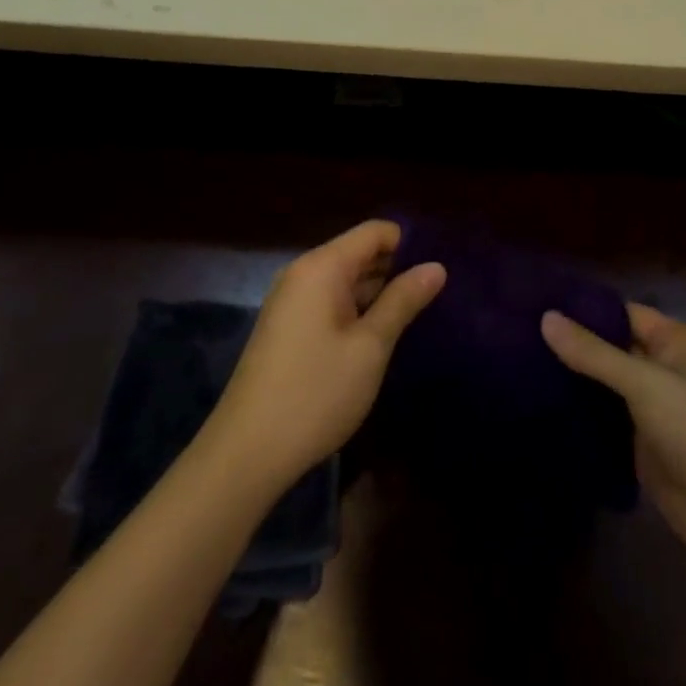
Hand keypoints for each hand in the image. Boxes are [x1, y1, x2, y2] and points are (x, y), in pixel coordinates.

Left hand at [209, 220, 444, 489]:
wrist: (246, 454)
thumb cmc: (315, 393)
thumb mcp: (370, 346)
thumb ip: (403, 301)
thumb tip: (436, 266)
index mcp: (322, 267)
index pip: (375, 231)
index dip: (409, 243)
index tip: (439, 268)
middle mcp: (303, 273)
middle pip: (359, 253)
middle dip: (397, 269)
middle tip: (438, 294)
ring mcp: (291, 301)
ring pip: (346, 280)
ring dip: (378, 293)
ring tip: (420, 313)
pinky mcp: (287, 328)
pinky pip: (330, 302)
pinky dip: (357, 311)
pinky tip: (381, 336)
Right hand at [542, 303, 685, 575]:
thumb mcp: (646, 383)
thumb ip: (594, 353)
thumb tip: (545, 317)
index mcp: (676, 342)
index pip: (622, 313)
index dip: (584, 308)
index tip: (537, 301)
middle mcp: (664, 369)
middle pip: (611, 348)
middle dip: (573, 344)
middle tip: (519, 333)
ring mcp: (651, 409)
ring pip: (604, 385)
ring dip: (572, 379)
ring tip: (519, 361)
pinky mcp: (639, 446)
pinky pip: (604, 419)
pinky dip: (579, 412)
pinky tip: (539, 402)